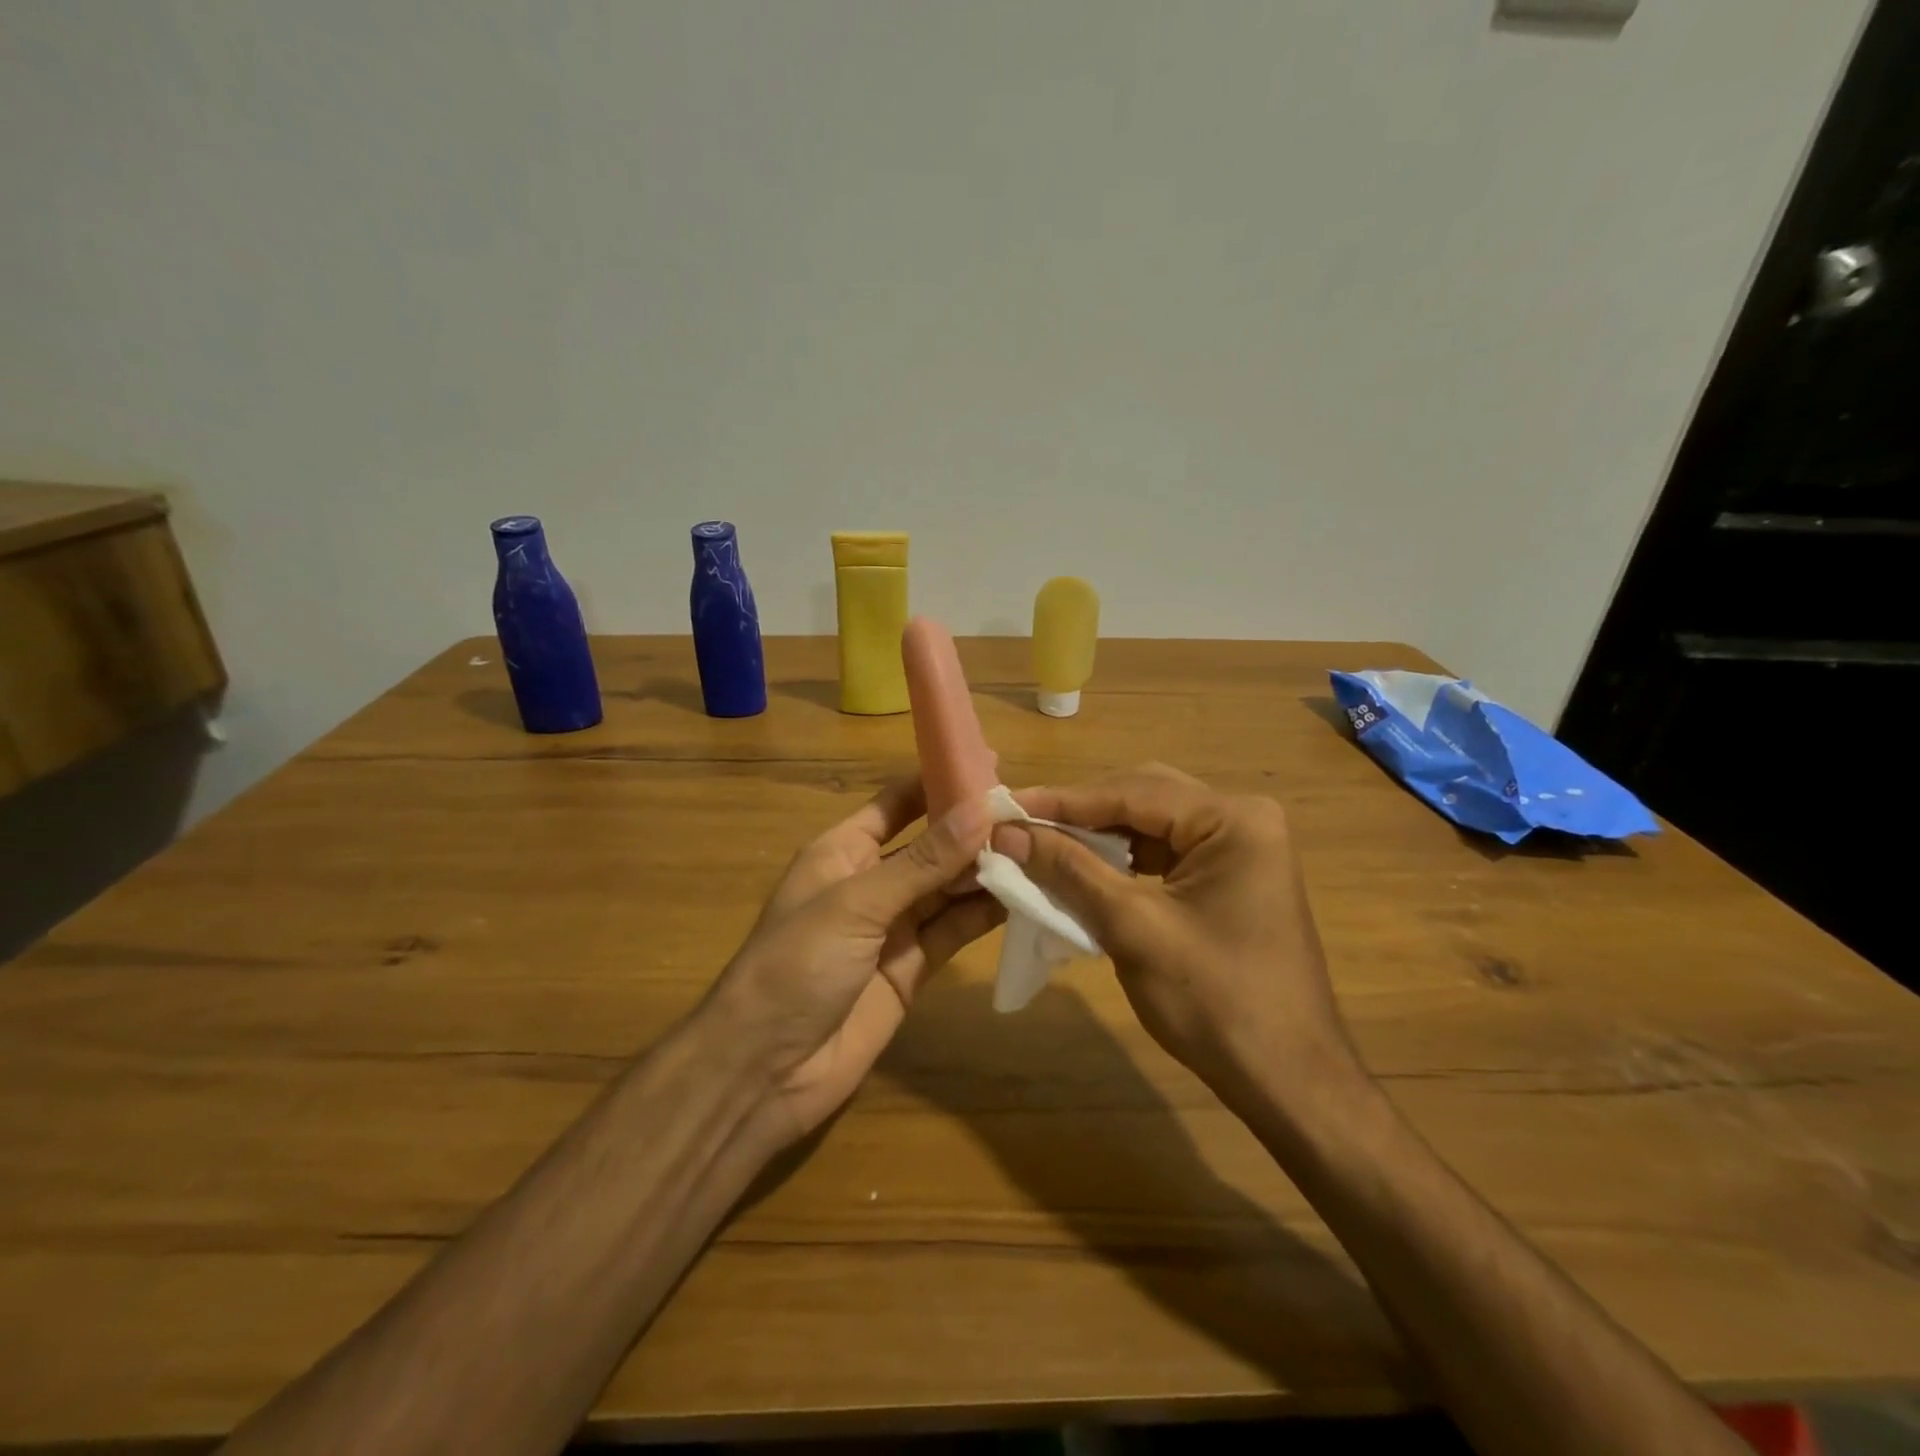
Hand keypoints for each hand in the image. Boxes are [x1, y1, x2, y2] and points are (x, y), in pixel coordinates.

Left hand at [706, 780, 1001, 1144]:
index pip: (897, 802)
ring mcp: (893, 927)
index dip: (939, 782)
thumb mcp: (857, 903)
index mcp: (843, 851)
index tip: (992, 765)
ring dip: (986, 871)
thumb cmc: (796, 965)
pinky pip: (953, 931)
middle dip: (973, 829)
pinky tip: (1023, 895)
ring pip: (948, 888)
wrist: (764, 1071)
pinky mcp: (913, 969)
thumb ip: (923, 861)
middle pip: (931, 845)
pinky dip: (984, 914)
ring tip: (1039, 848)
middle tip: (1031, 811)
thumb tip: (981, 810)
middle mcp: (871, 882)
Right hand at [993, 763, 1360, 1112]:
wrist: (1288, 1081)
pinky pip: (1166, 852)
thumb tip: (1009, 834)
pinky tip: (1085, 868)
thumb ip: (1070, 870)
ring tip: (1043, 842)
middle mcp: (1242, 818)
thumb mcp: (1133, 928)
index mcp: (1232, 819)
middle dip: (1081, 813)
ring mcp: (1241, 847)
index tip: (1007, 807)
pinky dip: (1123, 860)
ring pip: (1152, 825)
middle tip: (1022, 824)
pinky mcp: (1231, 877)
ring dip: (1099, 836)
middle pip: (1143, 798)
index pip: (1132, 792)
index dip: (1063, 801)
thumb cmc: (1215, 1002)